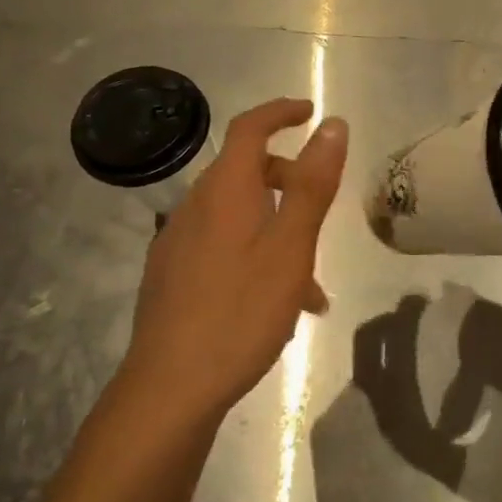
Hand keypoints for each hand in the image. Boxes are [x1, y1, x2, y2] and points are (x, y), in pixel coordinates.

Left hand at [120, 98, 347, 420]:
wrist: (169, 389)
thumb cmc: (240, 312)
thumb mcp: (291, 246)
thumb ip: (312, 184)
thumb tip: (331, 125)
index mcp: (224, 191)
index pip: (249, 128)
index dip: (281, 112)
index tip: (311, 113)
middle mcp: (195, 207)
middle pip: (245, 172)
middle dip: (288, 180)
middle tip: (321, 210)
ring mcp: (179, 243)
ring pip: (239, 216)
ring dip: (277, 230)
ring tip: (311, 286)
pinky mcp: (172, 276)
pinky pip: (223, 247)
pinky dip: (255, 256)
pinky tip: (276, 307)